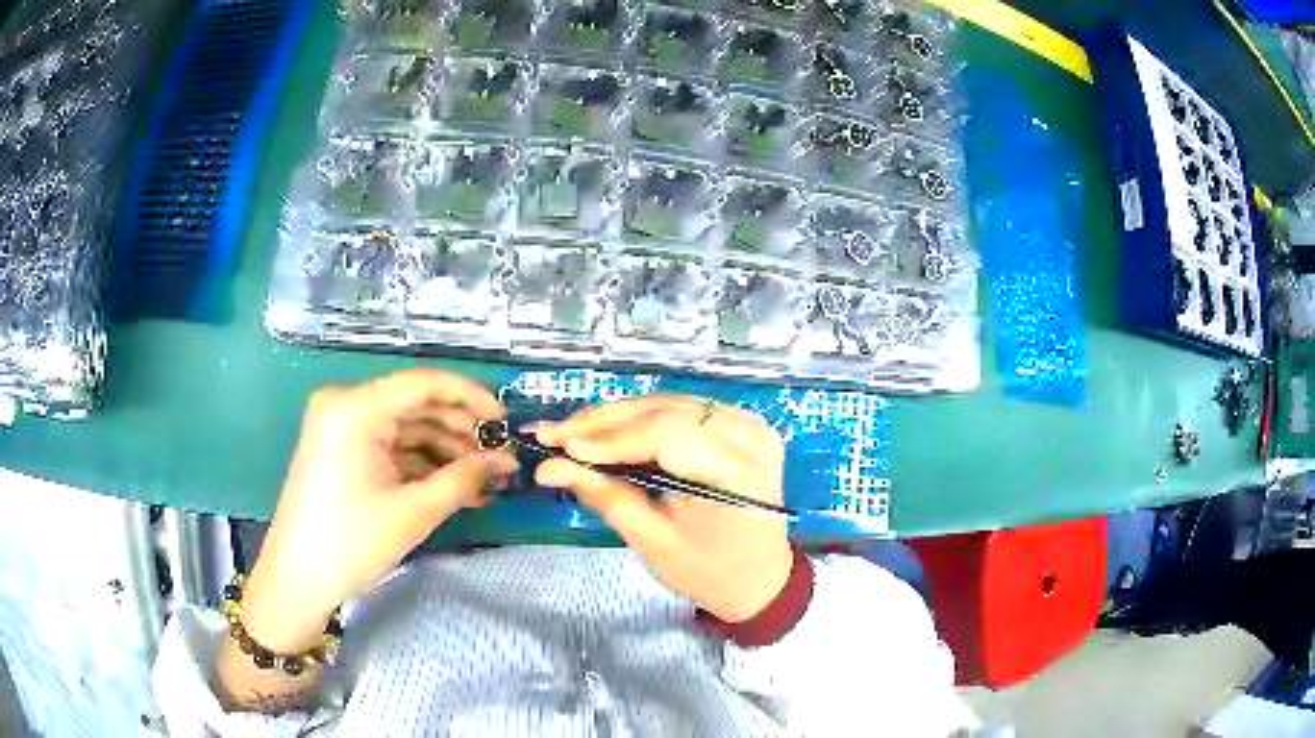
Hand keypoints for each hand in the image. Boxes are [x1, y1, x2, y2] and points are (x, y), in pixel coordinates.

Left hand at [242, 369, 516, 652]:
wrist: (298, 579)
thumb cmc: (351, 542)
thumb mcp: (413, 511)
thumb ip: (463, 479)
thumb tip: (505, 460)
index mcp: (355, 407)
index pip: (423, 383)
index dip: (470, 397)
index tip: (505, 420)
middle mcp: (346, 405)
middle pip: (416, 406)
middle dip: (461, 433)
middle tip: (501, 459)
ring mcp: (342, 428)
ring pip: (406, 429)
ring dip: (446, 453)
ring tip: (486, 481)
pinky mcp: (343, 451)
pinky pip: (391, 448)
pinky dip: (422, 466)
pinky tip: (455, 488)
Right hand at [535, 395, 792, 622]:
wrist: (759, 580)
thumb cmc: (709, 571)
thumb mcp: (653, 541)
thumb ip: (605, 496)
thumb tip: (548, 467)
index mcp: (737, 470)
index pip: (665, 434)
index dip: (607, 437)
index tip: (555, 444)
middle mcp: (749, 434)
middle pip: (665, 411)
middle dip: (603, 423)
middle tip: (552, 433)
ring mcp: (749, 424)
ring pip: (669, 405)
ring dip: (617, 419)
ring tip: (572, 433)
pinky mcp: (740, 425)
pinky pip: (682, 412)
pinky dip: (642, 421)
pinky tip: (608, 432)